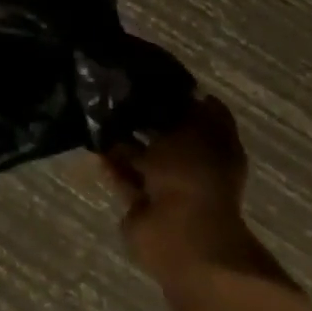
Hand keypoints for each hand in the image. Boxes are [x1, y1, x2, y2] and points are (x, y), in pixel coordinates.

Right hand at [99, 94, 260, 283]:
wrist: (178, 234)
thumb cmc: (193, 177)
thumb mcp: (194, 132)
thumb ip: (188, 110)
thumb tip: (188, 92)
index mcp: (217, 149)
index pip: (201, 114)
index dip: (179, 95)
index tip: (150, 76)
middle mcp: (193, 166)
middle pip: (168, 136)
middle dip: (146, 118)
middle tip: (117, 92)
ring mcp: (166, 187)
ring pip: (143, 156)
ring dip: (125, 140)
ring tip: (99, 112)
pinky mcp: (140, 203)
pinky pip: (124, 175)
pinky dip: (111, 161)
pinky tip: (93, 140)